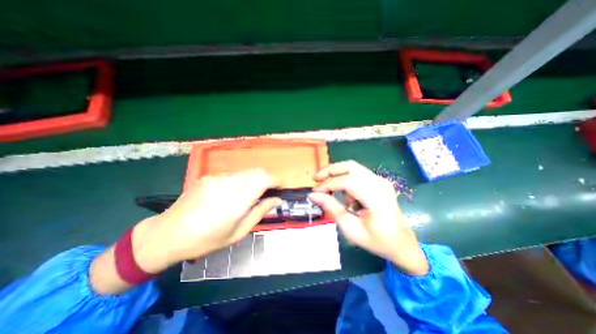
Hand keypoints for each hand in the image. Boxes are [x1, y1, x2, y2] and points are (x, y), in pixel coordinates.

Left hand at [90, 169, 279, 294]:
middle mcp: (227, 184)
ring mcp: (217, 178)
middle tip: (269, 192)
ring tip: (252, 195)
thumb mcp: (238, 233)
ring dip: (255, 180)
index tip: (281, 188)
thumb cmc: (205, 241)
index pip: (263, 179)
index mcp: (235, 201)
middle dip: (268, 179)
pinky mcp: (209, 176)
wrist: (166, 235)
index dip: (277, 180)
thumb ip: (260, 212)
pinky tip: (234, 194)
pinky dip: (242, 181)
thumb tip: (276, 199)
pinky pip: (234, 175)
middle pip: (257, 171)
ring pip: (247, 172)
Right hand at [307, 160, 428, 274]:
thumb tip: (313, 195)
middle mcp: (380, 184)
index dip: (328, 184)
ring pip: (352, 167)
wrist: (400, 243)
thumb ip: (332, 208)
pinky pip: (357, 173)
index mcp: (377, 198)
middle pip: (350, 166)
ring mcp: (381, 180)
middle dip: (330, 170)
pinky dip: (345, 180)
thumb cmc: (376, 240)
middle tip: (316, 179)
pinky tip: (347, 197)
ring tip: (333, 194)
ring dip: (337, 176)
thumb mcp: (351, 229)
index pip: (347, 182)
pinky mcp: (378, 181)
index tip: (315, 191)